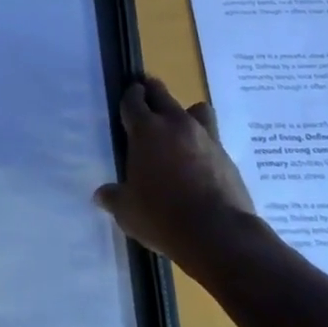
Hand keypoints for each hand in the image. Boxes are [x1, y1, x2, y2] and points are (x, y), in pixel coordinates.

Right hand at [95, 76, 263, 279]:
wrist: (219, 233)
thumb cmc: (162, 217)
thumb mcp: (127, 212)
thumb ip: (114, 197)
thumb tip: (101, 195)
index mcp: (146, 130)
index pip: (133, 100)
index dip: (129, 96)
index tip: (128, 95)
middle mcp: (175, 124)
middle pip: (161, 94)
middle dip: (152, 92)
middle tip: (146, 97)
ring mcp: (204, 137)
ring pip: (195, 109)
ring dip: (184, 113)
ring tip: (178, 130)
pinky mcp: (226, 155)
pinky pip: (211, 136)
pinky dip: (202, 142)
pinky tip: (198, 161)